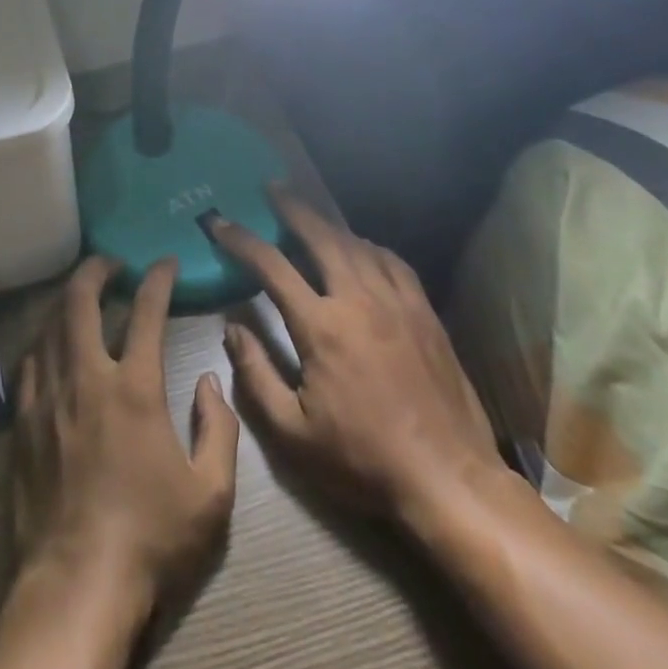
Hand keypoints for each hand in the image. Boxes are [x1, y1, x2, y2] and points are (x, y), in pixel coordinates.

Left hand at [11, 256, 240, 615]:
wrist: (77, 583)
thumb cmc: (151, 538)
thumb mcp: (211, 494)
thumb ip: (219, 429)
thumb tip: (211, 381)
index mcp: (135, 388)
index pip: (146, 312)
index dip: (158, 279)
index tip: (165, 262)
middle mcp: (86, 377)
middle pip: (81, 301)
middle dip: (96, 270)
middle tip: (110, 262)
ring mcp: (48, 397)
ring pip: (50, 325)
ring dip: (67, 299)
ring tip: (81, 293)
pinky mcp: (22, 421)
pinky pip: (29, 363)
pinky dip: (42, 340)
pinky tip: (49, 343)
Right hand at [209, 185, 503, 533]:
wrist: (448, 480)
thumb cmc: (363, 460)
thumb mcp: (293, 433)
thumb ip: (256, 376)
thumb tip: (232, 329)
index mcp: (321, 326)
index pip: (271, 266)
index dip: (241, 240)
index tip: (219, 223)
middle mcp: (357, 300)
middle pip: (319, 236)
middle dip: (291, 208)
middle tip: (271, 188)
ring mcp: (396, 303)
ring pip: (357, 244)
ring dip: (328, 223)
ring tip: (310, 213)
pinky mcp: (425, 313)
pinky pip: (393, 262)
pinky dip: (370, 246)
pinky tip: (362, 247)